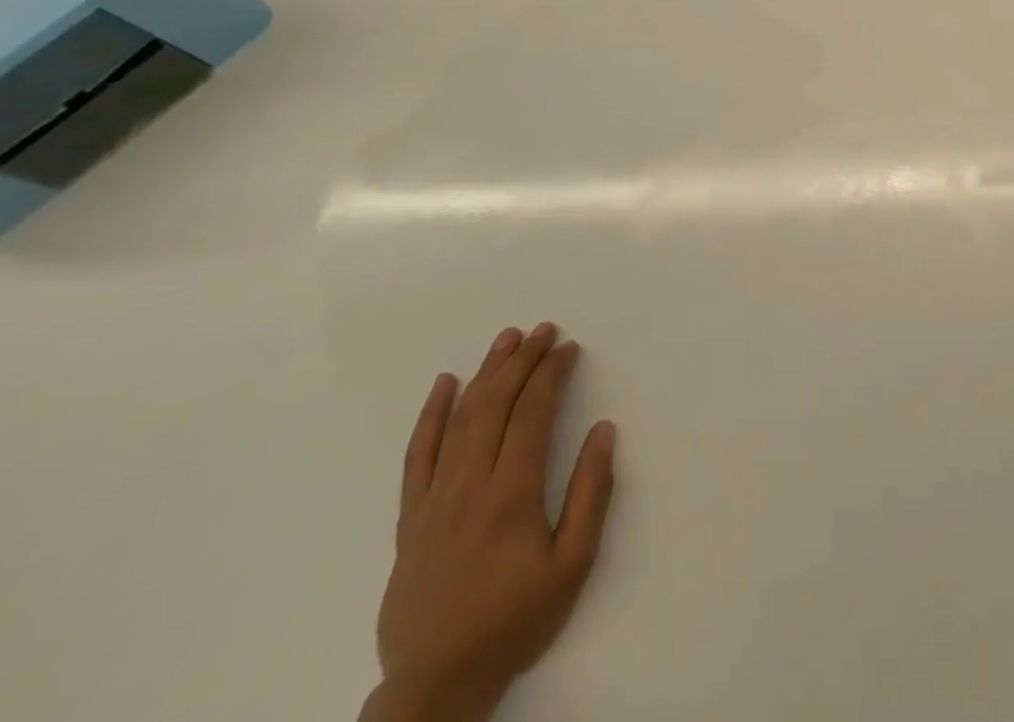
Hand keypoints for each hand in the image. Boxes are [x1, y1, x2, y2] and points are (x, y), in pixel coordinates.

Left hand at [365, 324, 617, 721]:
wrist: (437, 684)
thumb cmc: (515, 620)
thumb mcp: (572, 564)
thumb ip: (591, 493)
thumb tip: (603, 430)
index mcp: (511, 495)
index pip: (532, 414)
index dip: (552, 374)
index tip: (569, 348)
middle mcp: (469, 486)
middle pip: (495, 405)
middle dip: (523, 361)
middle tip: (545, 330)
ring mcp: (434, 500)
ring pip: (459, 420)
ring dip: (485, 374)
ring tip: (507, 339)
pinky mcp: (410, 518)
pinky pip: (417, 456)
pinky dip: (430, 415)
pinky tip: (444, 385)